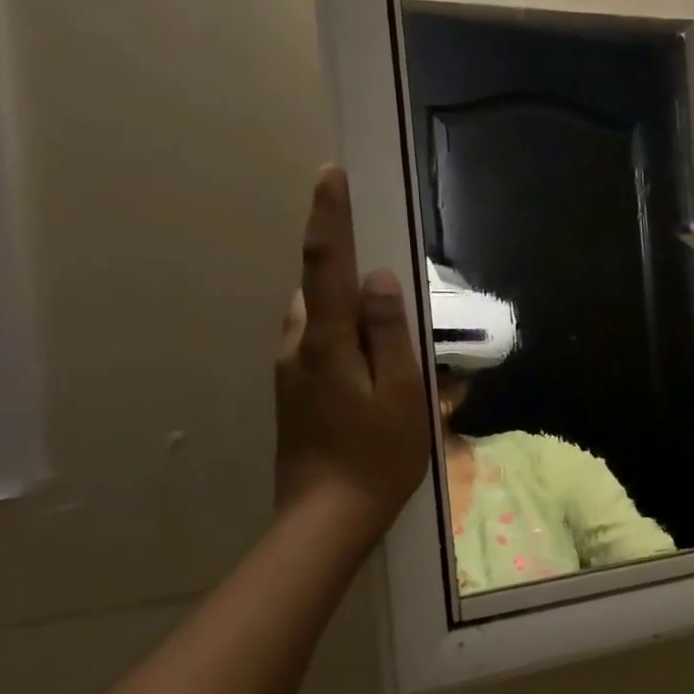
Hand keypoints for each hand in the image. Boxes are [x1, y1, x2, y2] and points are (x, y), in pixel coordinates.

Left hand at [274, 166, 431, 550]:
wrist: (326, 518)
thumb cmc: (379, 456)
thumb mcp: (403, 393)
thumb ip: (390, 333)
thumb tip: (379, 279)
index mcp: (325, 343)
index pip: (325, 266)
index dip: (329, 219)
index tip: (329, 175)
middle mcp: (297, 347)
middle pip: (317, 290)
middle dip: (346, 276)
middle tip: (393, 302)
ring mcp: (290, 372)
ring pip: (316, 319)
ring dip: (347, 313)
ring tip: (389, 347)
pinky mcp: (294, 392)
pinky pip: (317, 345)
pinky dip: (343, 339)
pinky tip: (373, 373)